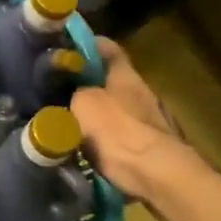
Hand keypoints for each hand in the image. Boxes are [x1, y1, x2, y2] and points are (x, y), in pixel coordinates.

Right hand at [71, 38, 193, 204]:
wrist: (160, 177)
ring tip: (72, 125)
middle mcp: (143, 92)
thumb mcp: (84, 104)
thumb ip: (76, 93)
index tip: (67, 47)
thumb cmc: (119, 132)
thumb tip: (74, 95)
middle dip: (89, 85)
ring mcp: (153, 121)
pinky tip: (92, 152)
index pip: (108, 48)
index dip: (88, 43)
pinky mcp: (155, 149)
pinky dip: (109, 142)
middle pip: (113, 80)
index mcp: (126, 75)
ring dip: (100, 116)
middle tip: (61, 91)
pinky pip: (125, 138)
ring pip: (120, 110)